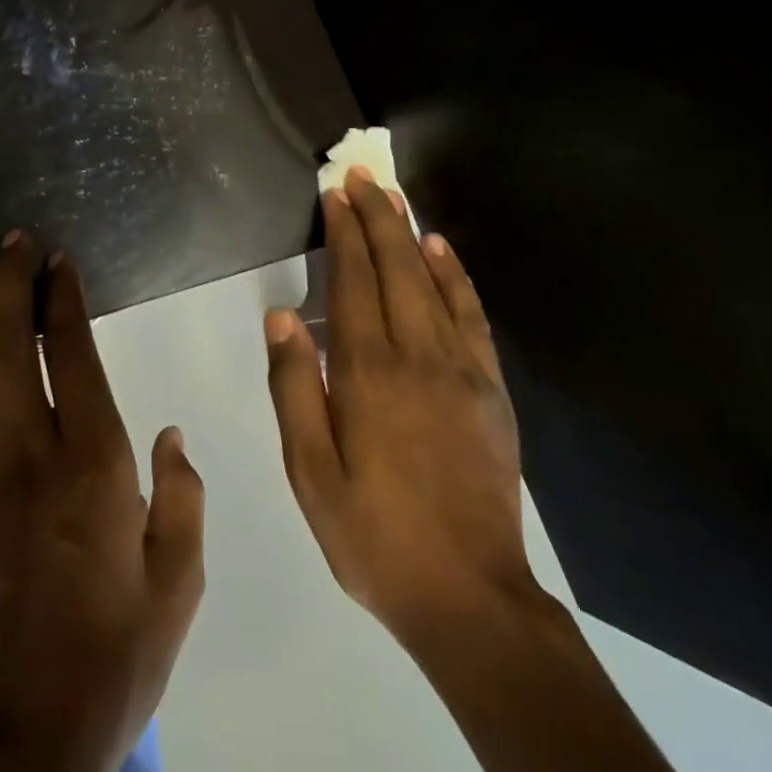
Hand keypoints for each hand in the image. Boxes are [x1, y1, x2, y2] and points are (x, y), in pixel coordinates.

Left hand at [0, 232, 204, 771]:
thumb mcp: (178, 583)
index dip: (61, 298)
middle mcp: (27, 455)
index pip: (69, 354)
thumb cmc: (110, 656)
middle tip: (12, 239)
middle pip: (6, 344)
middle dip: (8, 281)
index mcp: (94, 466)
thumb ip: (183, 496)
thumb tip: (168, 431)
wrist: (15, 735)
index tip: (58, 261)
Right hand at [264, 166, 531, 643]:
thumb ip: (294, 389)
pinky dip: (455, 277)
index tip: (335, 194)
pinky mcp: (490, 389)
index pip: (353, 282)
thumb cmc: (374, 536)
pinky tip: (442, 251)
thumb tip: (282, 318)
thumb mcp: (310, 473)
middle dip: (377, 216)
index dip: (344, 234)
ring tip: (394, 197)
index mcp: (366, 374)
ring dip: (410, 234)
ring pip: (431, 282)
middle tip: (361, 175)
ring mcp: (460, 370)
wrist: (470, 596)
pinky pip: (471, 316)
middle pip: (394, 268)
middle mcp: (416, 356)